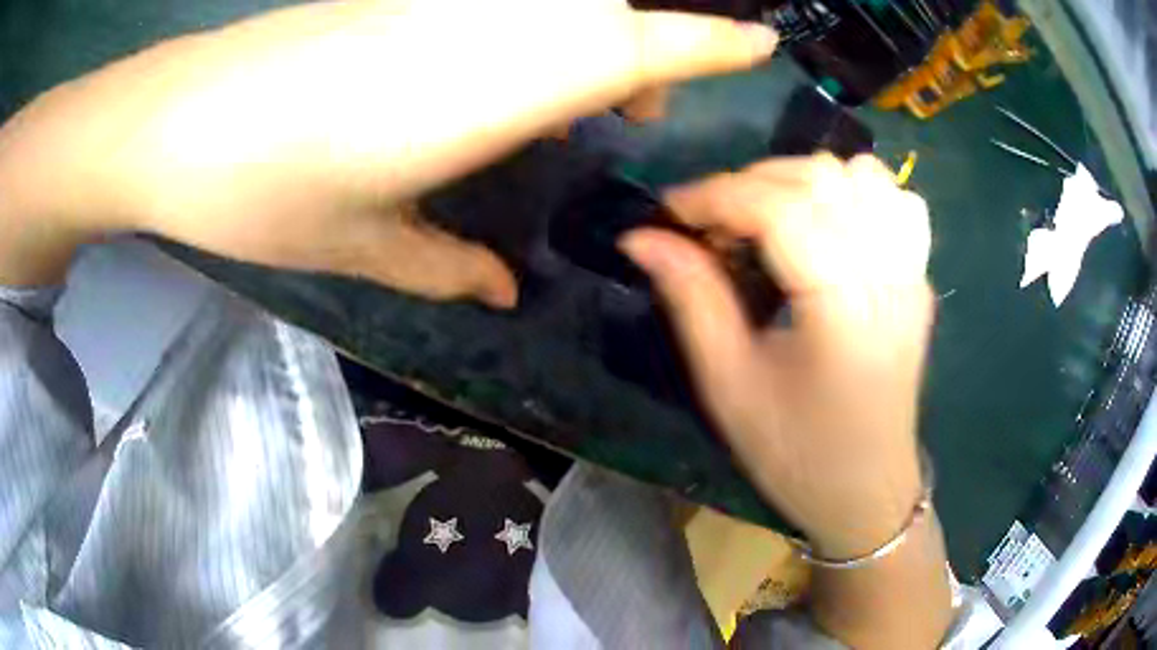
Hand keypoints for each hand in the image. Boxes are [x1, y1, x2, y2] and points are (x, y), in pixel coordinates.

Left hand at [0, 0, 775, 299]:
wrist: (171, 123)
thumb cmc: (256, 188)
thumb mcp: (358, 246)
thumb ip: (444, 267)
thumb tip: (500, 294)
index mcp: (484, 87)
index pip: (632, 46)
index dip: (708, 40)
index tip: (762, 41)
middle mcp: (476, 27)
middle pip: (605, 18)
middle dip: (650, 55)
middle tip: (637, 119)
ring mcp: (434, 5)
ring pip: (557, 8)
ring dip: (593, 47)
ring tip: (581, 104)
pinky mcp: (397, 2)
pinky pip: (500, 8)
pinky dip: (534, 36)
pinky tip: (497, 78)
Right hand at [622, 154, 932, 558]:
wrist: (867, 491)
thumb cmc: (796, 454)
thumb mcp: (730, 386)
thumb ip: (691, 299)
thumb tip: (642, 238)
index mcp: (844, 311)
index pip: (781, 210)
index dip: (717, 195)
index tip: (671, 211)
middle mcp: (888, 277)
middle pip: (821, 179)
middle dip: (751, 181)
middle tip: (713, 221)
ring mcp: (913, 273)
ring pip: (862, 175)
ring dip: (804, 179)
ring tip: (768, 214)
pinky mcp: (920, 278)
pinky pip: (896, 201)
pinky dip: (855, 190)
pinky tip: (828, 219)